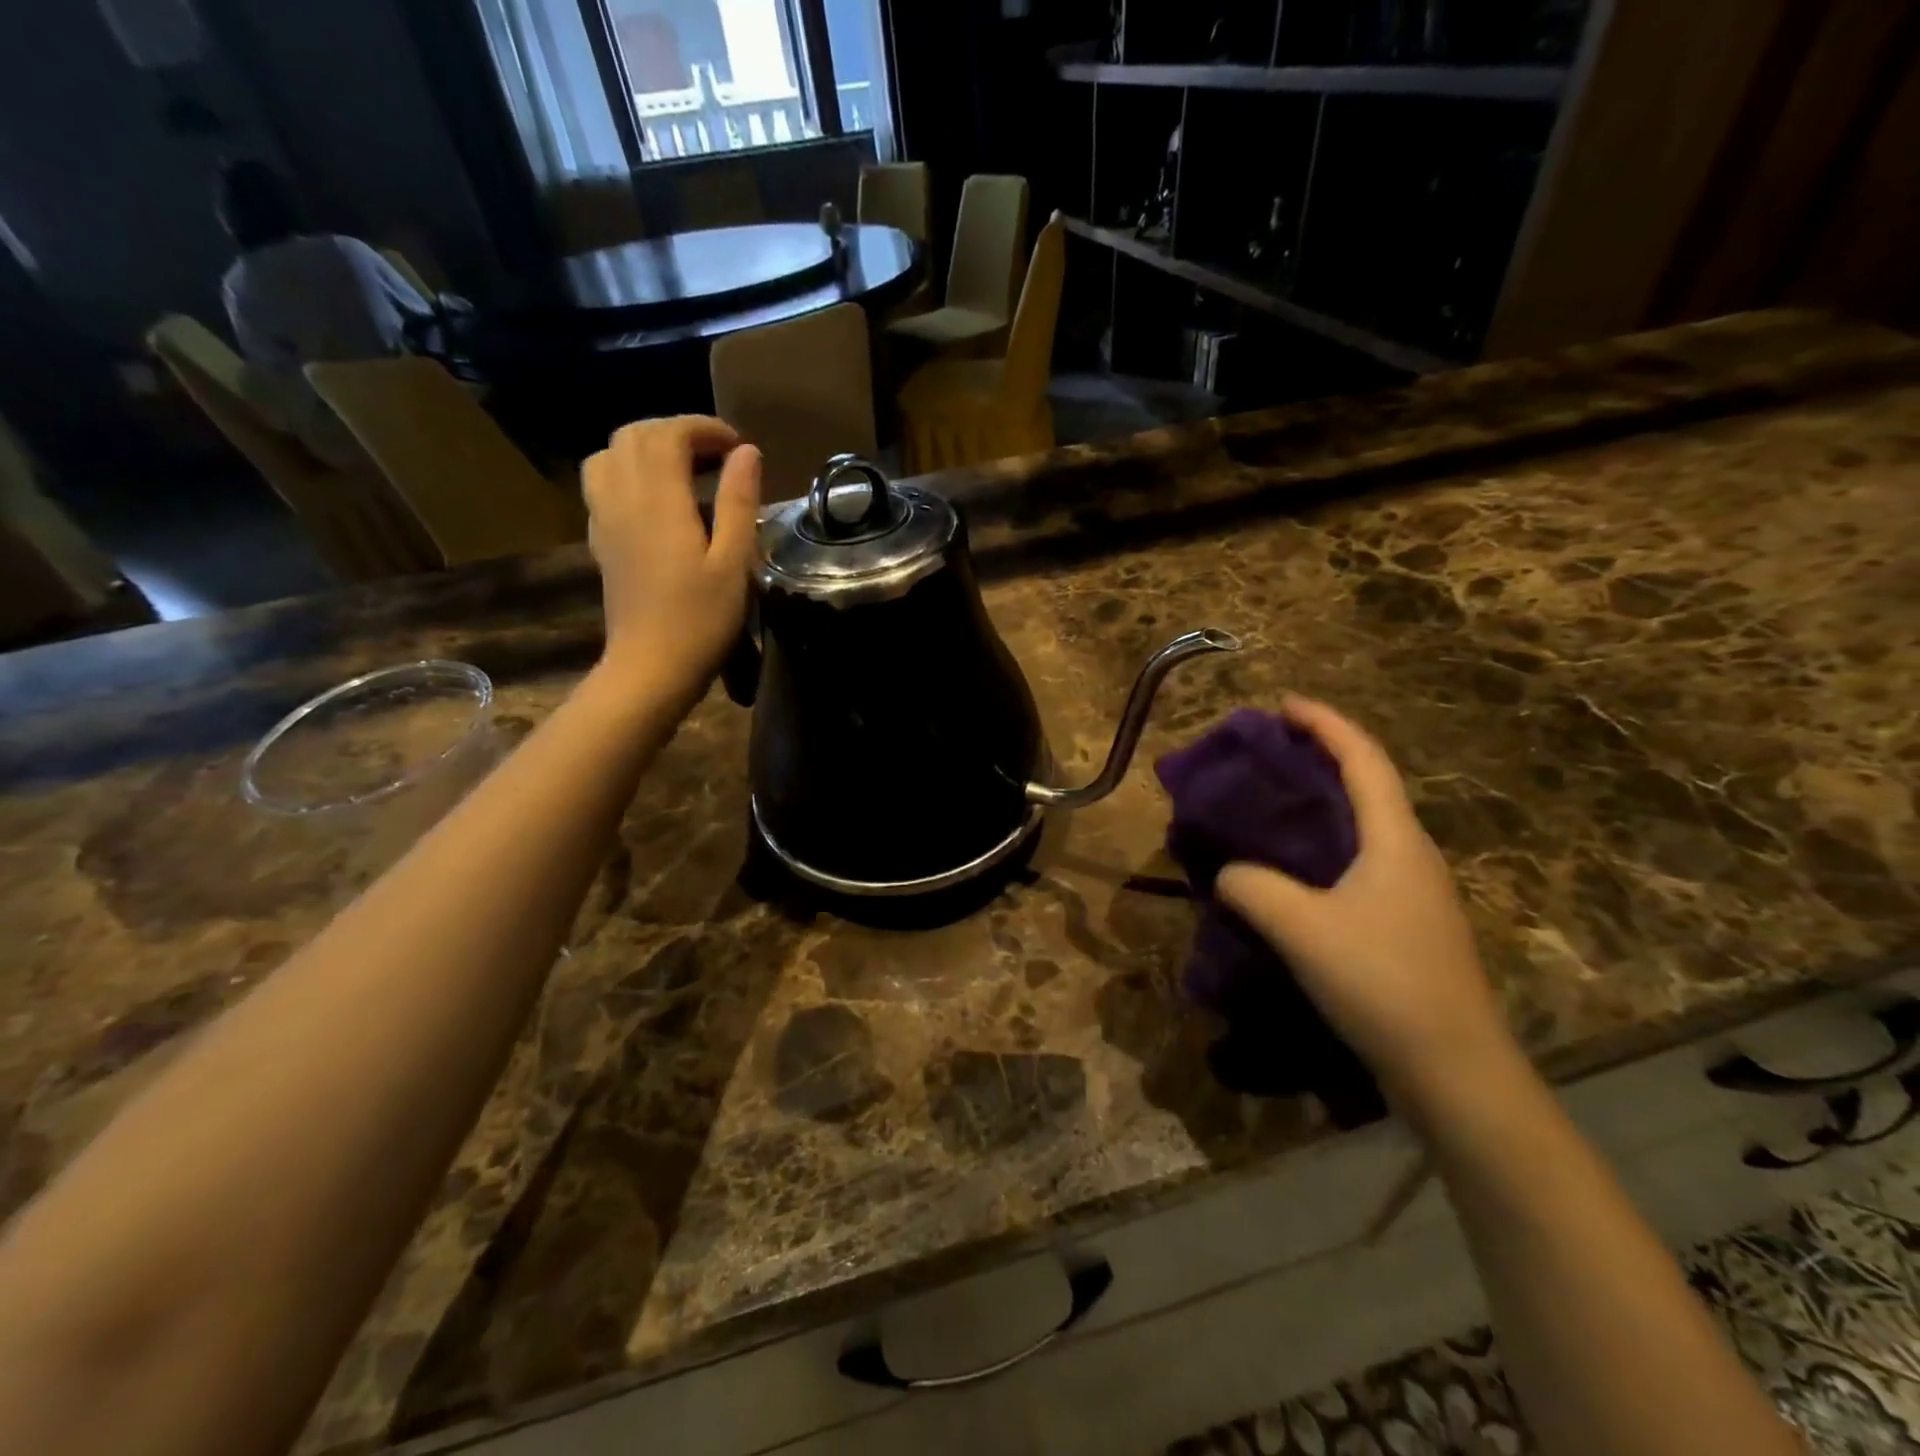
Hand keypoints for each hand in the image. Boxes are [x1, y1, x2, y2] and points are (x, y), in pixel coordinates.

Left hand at [582, 417, 761, 707]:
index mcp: (659, 500)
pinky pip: (601, 485)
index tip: (737, 446)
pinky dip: (628, 474)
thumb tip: (747, 453)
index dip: (703, 429)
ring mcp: (604, 519)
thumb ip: (739, 502)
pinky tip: (656, 501)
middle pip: (634, 436)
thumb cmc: (701, 620)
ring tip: (682, 470)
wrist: (649, 668)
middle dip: (676, 432)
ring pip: (609, 455)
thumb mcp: (734, 562)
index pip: (669, 434)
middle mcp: (623, 498)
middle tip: (715, 456)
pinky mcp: (600, 541)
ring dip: (645, 449)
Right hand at [1215, 697, 1513, 1107]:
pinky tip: (1293, 870)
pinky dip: (1324, 845)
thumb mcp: (1301, 929)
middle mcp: (1412, 854)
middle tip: (1269, 753)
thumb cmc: (1382, 983)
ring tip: (1273, 804)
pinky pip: (1360, 861)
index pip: (1362, 759)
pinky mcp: (1407, 923)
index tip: (1283, 705)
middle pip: (1368, 785)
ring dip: (1322, 803)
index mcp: (1395, 839)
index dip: (1324, 724)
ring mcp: (1415, 891)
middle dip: (1321, 757)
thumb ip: (1252, 887)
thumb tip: (1227, 873)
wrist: (1455, 1069)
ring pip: (1364, 826)